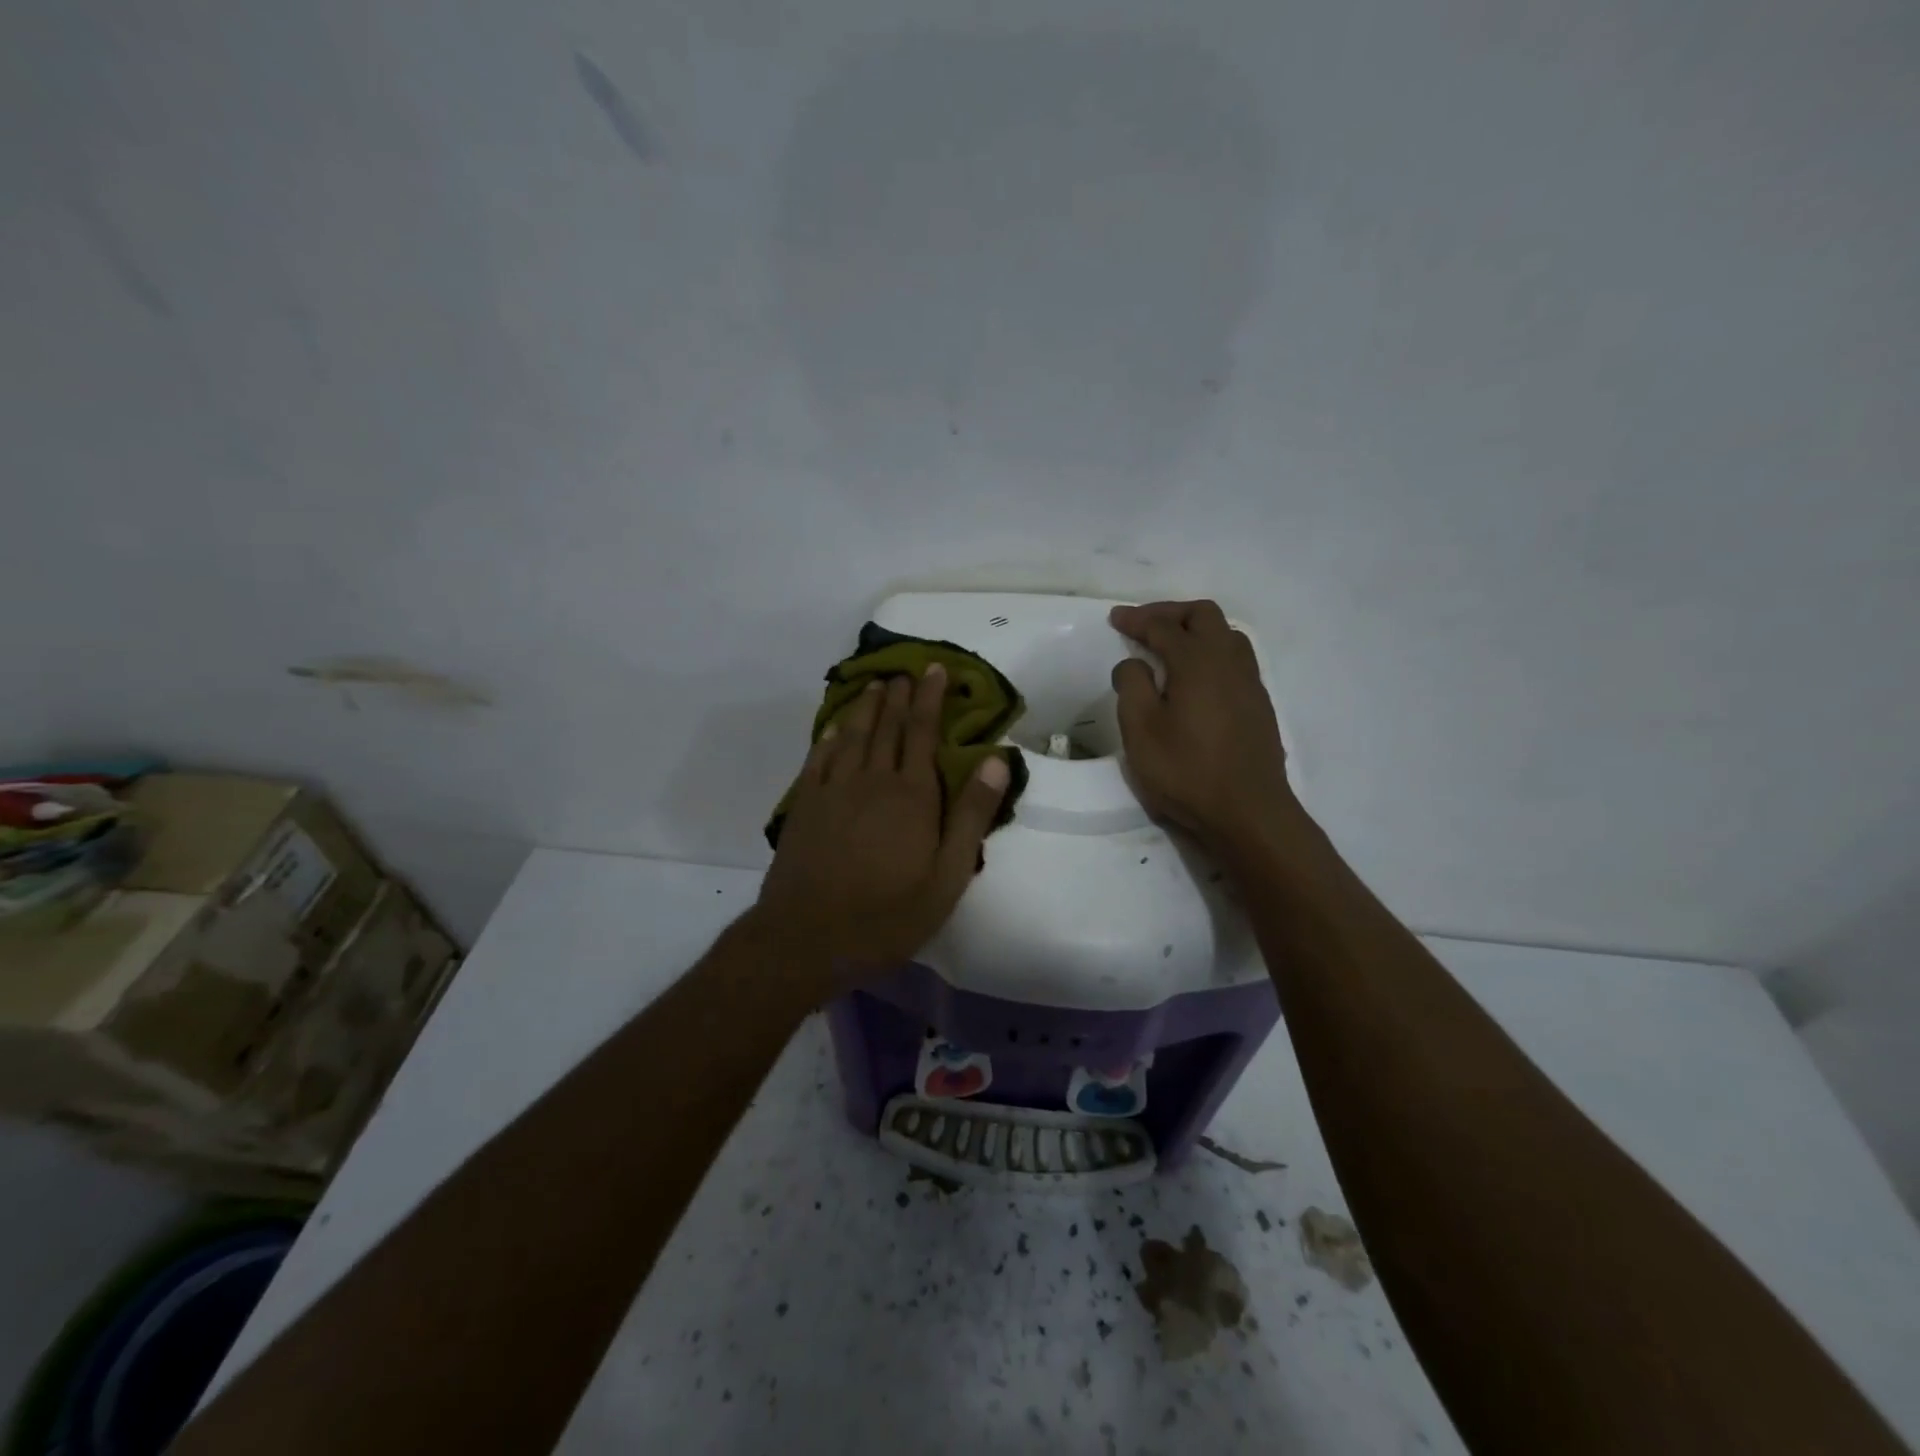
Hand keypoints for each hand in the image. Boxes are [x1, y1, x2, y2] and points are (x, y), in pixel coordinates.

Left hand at [754, 666, 1010, 977]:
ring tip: (875, 686)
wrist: (807, 938)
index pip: (923, 733)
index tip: (934, 670)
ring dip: (866, 708)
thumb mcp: (947, 877)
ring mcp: (833, 790)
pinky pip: (819, 759)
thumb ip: (971, 816)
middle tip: (905, 671)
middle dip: (899, 696)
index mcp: (912, 796)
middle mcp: (872, 781)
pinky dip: (830, 737)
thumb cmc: (887, 915)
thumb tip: (995, 758)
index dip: (930, 699)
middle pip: (887, 727)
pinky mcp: (805, 805)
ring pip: (853, 736)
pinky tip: (835, 728)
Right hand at [1110, 600, 1293, 855]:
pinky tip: (1196, 678)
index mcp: (1198, 662)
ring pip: (1226, 635)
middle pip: (1203, 616)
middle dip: (1170, 614)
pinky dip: (1211, 653)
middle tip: (1143, 626)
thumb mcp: (1141, 730)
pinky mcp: (1259, 705)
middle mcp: (1229, 662)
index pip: (1164, 627)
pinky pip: (1236, 659)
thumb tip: (1133, 663)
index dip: (1136, 619)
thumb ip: (1132, 686)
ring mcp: (1250, 683)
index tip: (1115, 618)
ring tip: (1170, 648)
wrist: (1248, 813)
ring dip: (1195, 631)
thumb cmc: (1187, 771)